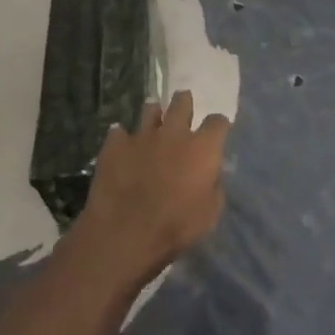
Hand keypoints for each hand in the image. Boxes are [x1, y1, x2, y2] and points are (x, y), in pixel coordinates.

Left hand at [71, 91, 229, 288]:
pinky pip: (119, 133)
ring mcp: (142, 135)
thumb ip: (214, 188)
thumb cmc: (175, 227)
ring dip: (154, 115)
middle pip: (182, 102)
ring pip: (150, 109)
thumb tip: (212, 175)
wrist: (125, 232)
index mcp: (201, 148)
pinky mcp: (115, 144)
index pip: (217, 122)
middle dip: (184, 103)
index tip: (217, 132)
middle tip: (183, 112)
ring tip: (153, 124)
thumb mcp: (209, 215)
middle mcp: (173, 133)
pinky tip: (122, 147)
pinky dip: (122, 139)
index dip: (218, 126)